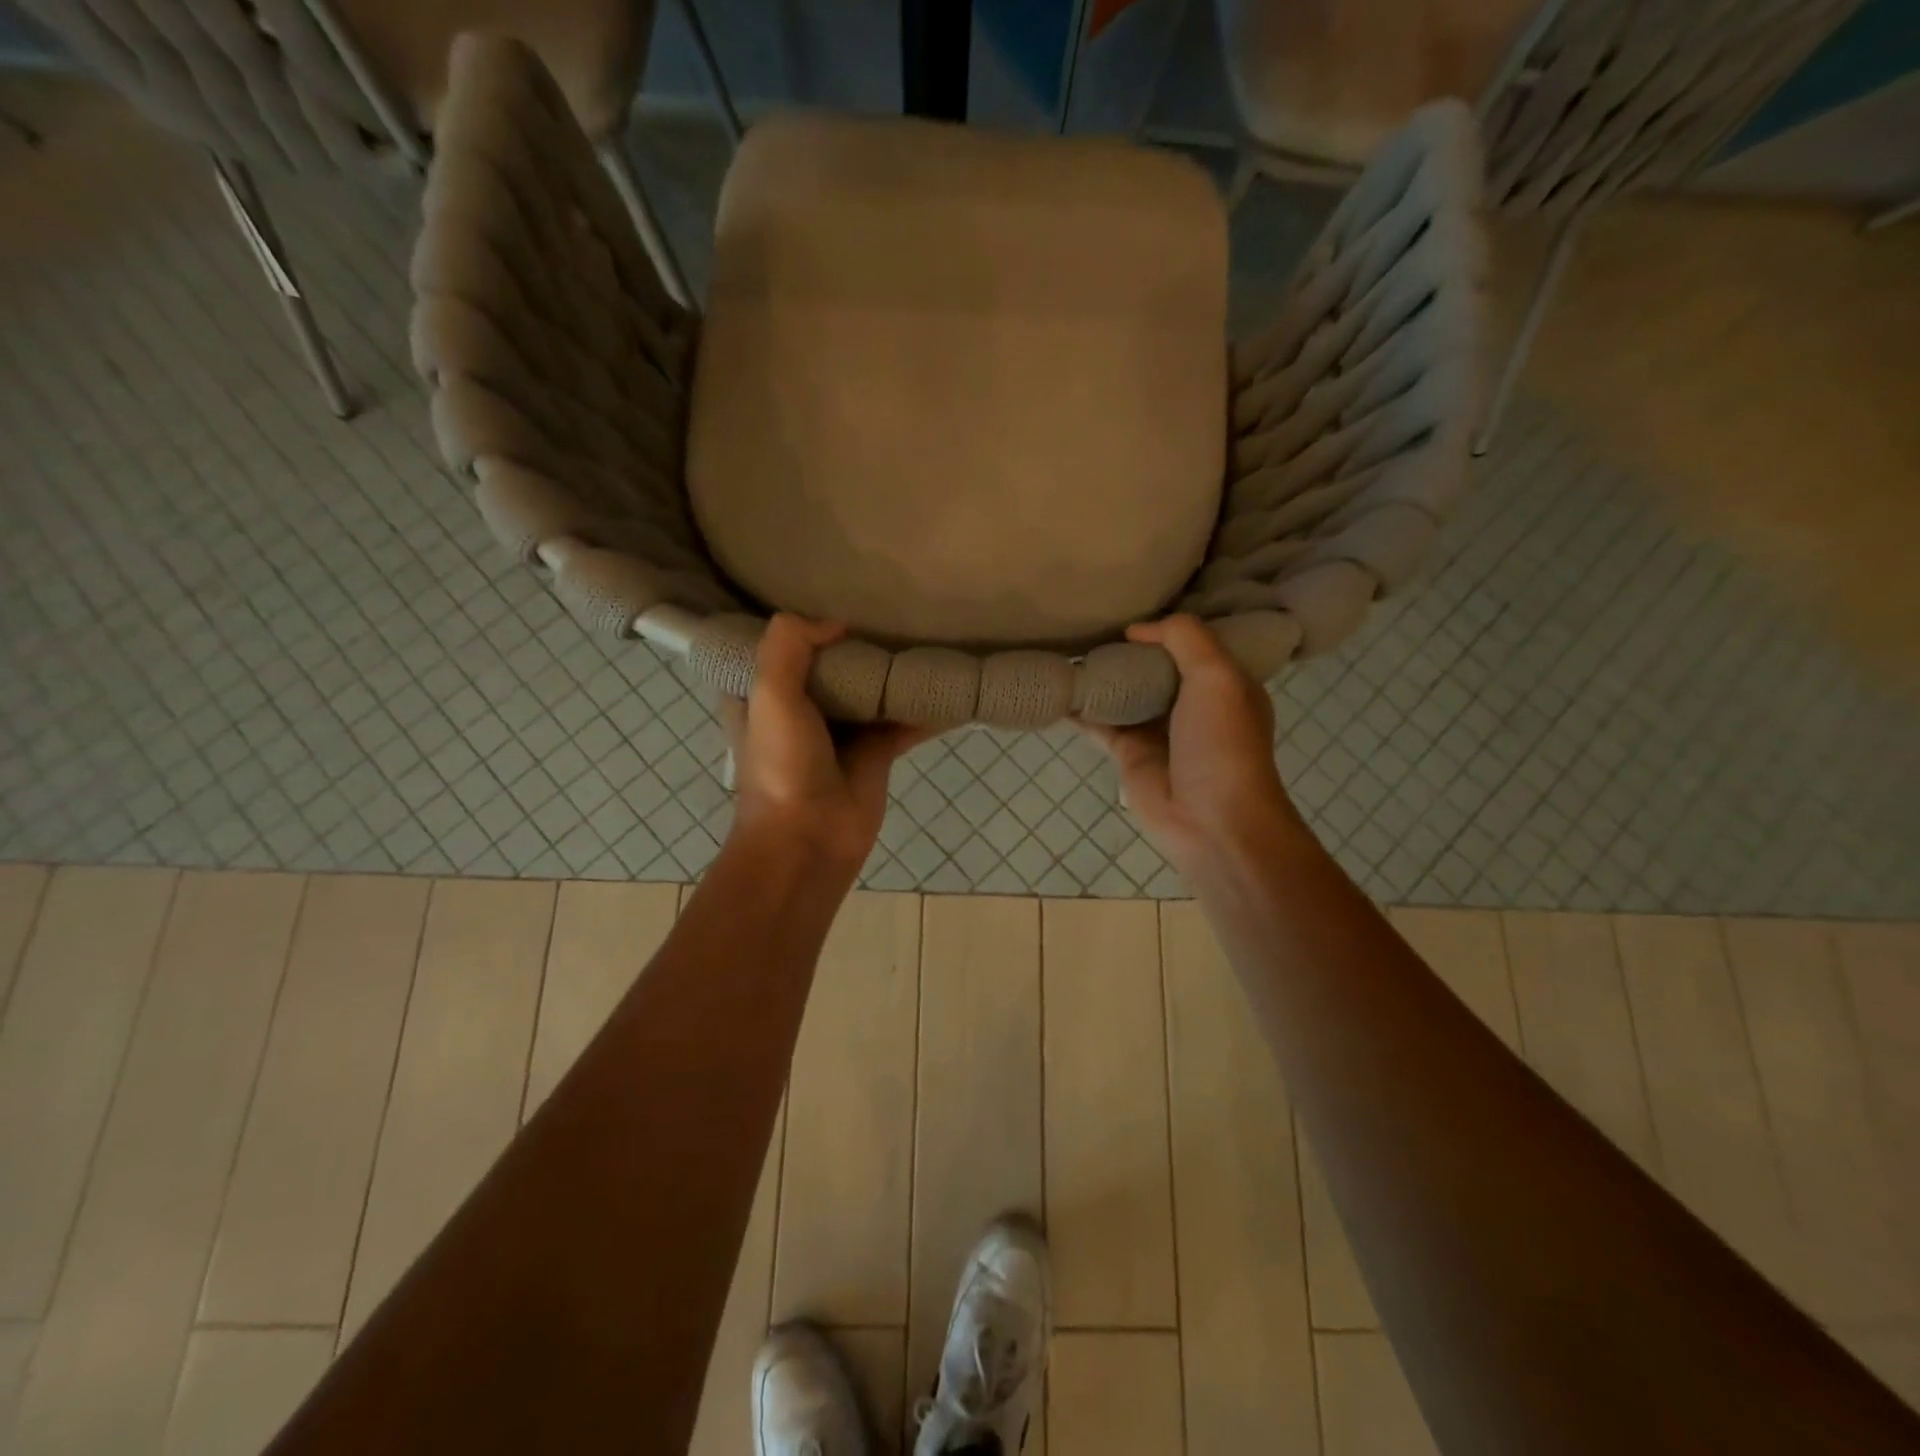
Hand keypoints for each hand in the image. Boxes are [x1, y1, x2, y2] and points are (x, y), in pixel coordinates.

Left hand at [720, 615, 931, 875]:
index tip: (821, 595)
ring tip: (923, 637)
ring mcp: (840, 733)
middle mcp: (799, 710)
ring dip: (891, 673)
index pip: (774, 649)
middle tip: (886, 609)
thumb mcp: (769, 692)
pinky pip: (903, 722)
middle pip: (830, 665)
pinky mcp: (875, 754)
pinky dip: (923, 708)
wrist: (809, 837)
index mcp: (761, 695)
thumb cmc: (781, 764)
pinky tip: (948, 687)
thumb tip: (837, 626)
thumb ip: (790, 644)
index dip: (796, 627)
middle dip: (854, 643)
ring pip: (870, 691)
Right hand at [1075, 615, 1308, 870]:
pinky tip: (1056, 690)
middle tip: (1090, 621)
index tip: (1134, 602)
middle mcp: (1191, 702)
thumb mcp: (1217, 675)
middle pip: (1154, 666)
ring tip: (1066, 647)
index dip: (1166, 626)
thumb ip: (1183, 638)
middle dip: (1127, 648)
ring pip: (1124, 692)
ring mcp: (1157, 729)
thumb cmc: (1222, 743)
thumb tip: (1136, 630)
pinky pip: (1099, 723)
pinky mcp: (1129, 753)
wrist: (1211, 820)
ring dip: (1100, 675)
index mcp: (1224, 682)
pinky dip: (1079, 709)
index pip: (1193, 643)